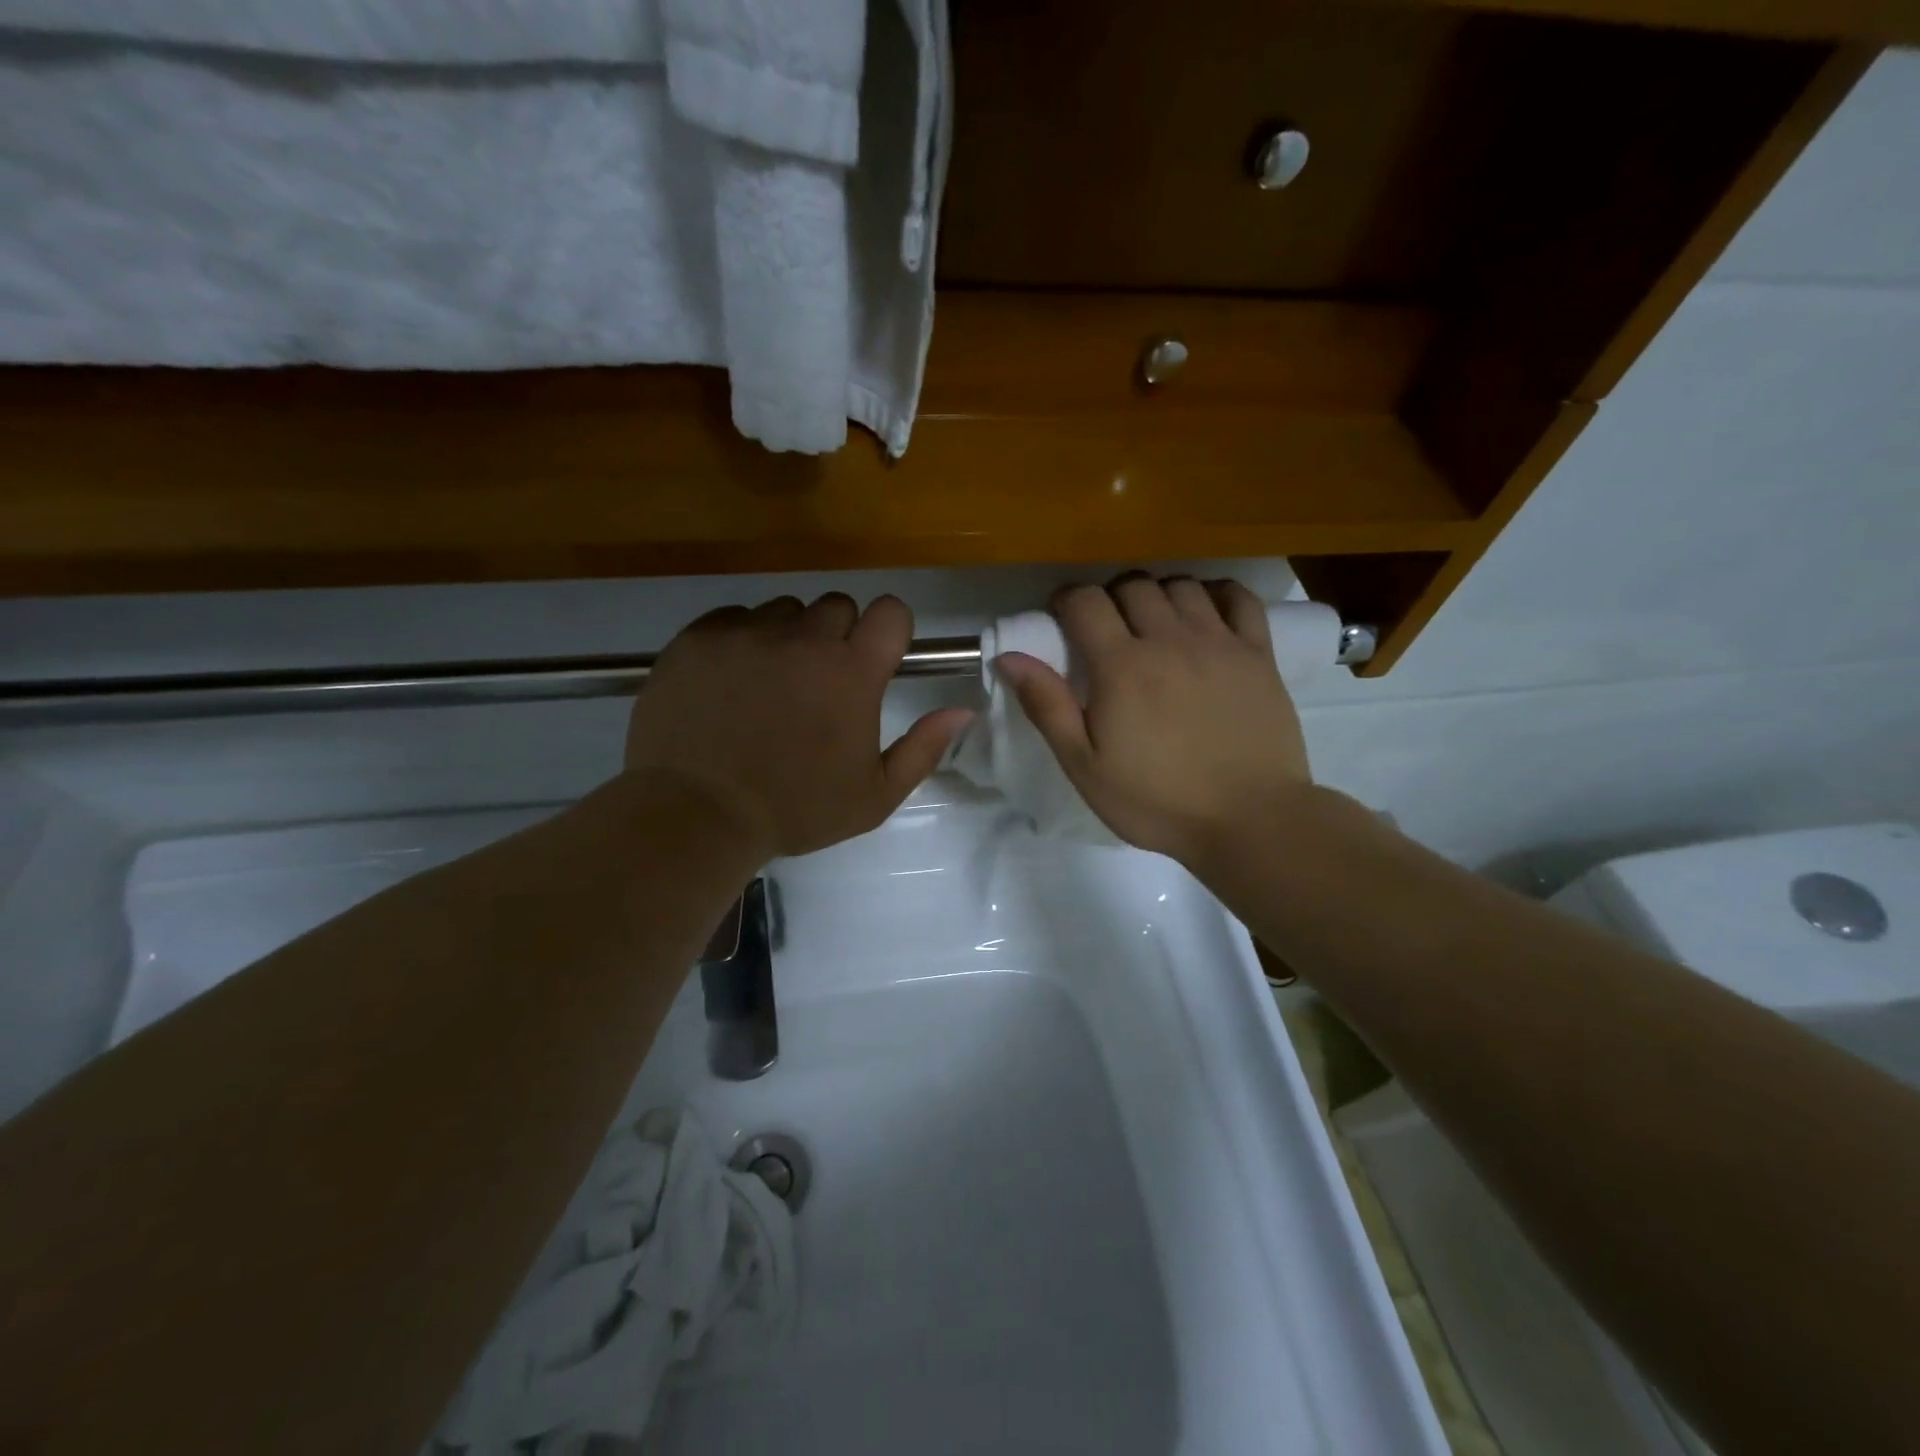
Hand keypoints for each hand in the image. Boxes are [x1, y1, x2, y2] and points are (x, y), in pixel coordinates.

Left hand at [623, 594, 972, 860]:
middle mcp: (803, 639)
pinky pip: (734, 618)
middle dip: (838, 637)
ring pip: (784, 611)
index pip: (890, 611)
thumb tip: (963, 710)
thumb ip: (924, 748)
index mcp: (852, 673)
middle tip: (820, 684)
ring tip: (769, 685)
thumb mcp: (874, 796)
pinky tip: (729, 683)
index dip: (889, 631)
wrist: (695, 814)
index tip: (876, 661)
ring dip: (788, 638)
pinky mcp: (699, 637)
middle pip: (837, 606)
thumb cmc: (794, 810)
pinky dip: (741, 642)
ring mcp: (747, 633)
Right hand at [995, 577, 1312, 867]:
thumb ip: (1047, 707)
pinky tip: (1205, 611)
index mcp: (1122, 666)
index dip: (1066, 600)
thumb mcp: (1086, 766)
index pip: (1085, 602)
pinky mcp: (1259, 654)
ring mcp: (1220, 642)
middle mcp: (1170, 640)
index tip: (1060, 617)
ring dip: (1158, 594)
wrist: (1249, 820)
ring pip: (1181, 585)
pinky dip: (1216, 593)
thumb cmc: (1157, 800)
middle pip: (1133, 586)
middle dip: (1109, 597)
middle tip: (1105, 628)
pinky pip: (1238, 598)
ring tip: (1153, 624)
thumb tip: (1009, 658)